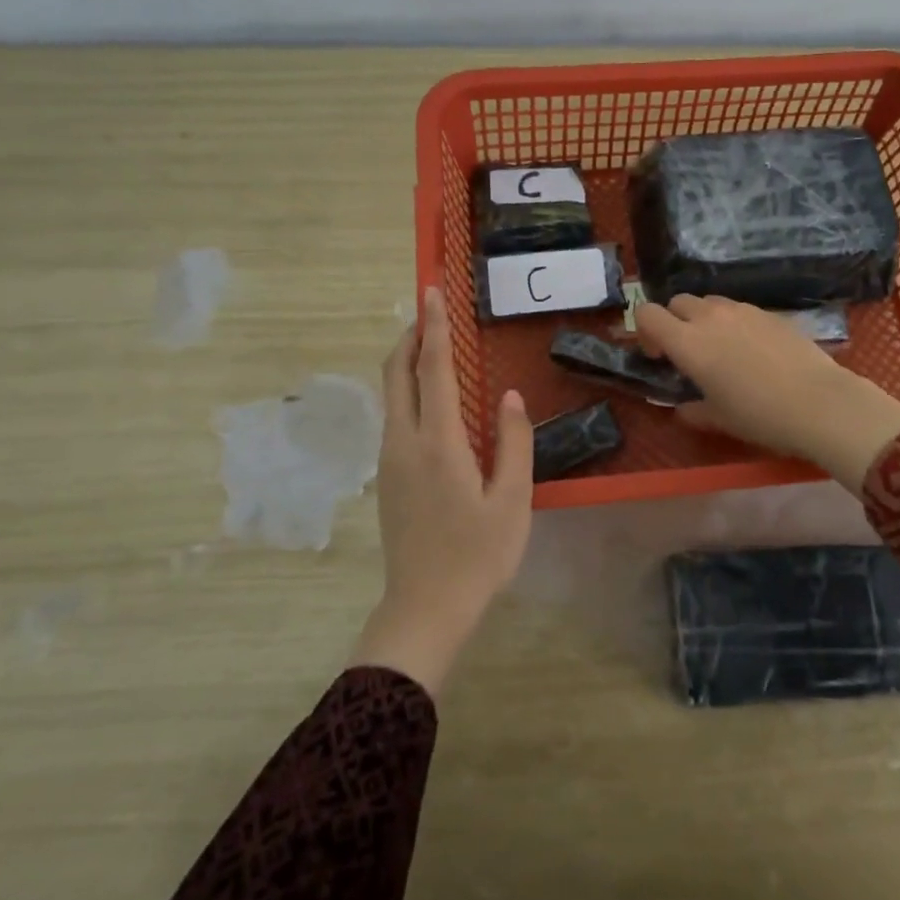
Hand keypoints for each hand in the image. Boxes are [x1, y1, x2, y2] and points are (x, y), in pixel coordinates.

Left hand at [352, 286, 533, 696]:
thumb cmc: (478, 555)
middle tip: (430, 311)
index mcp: (438, 443)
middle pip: (397, 374)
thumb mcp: (512, 500)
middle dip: (410, 336)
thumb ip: (513, 442)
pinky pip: (394, 417)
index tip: (431, 291)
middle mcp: (404, 442)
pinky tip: (431, 400)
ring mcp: (389, 460)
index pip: (433, 369)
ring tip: (433, 347)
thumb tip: (508, 396)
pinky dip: (407, 391)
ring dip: (407, 363)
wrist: (425, 607)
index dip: (434, 327)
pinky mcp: (386, 478)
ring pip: (391, 395)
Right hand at [634, 295, 899, 488]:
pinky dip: (733, 322)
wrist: (820, 403)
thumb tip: (681, 409)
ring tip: (720, 348)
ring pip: (709, 301)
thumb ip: (692, 410)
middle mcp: (710, 317)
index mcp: (687, 343)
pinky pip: (739, 309)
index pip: (647, 314)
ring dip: (703, 318)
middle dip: (674, 321)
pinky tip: (752, 350)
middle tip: (687, 352)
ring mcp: (743, 310)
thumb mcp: (719, 419)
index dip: (645, 332)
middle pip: (677, 302)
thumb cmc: (760, 416)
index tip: (659, 356)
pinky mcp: (770, 312)